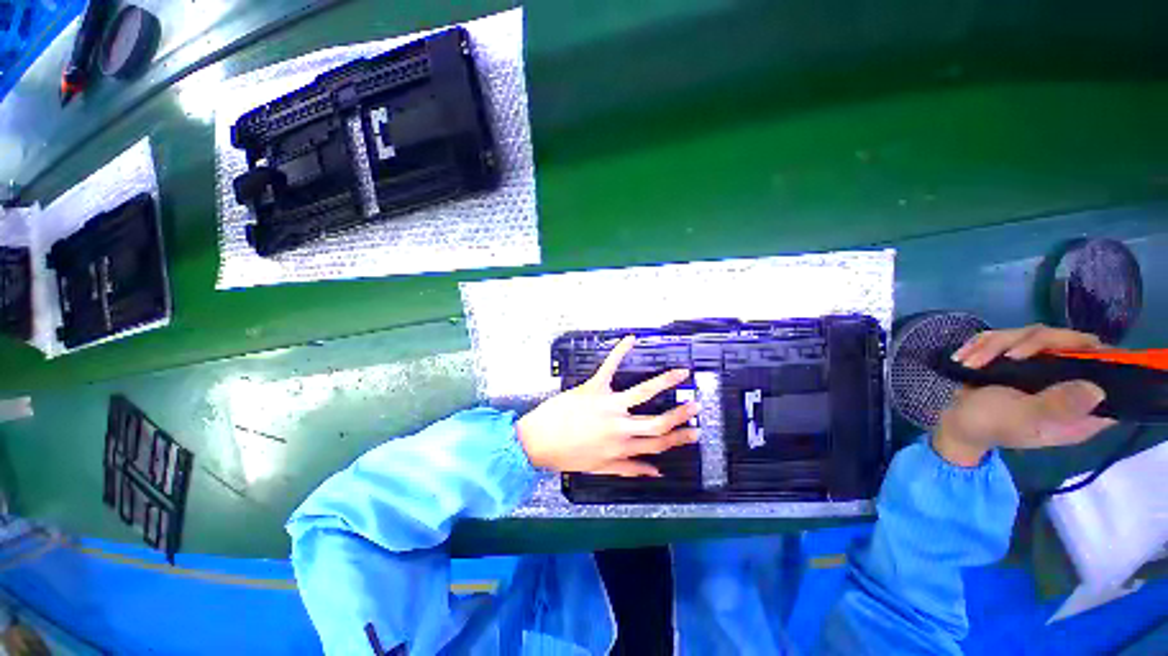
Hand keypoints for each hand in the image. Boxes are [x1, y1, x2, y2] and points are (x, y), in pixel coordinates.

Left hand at [516, 336, 699, 476]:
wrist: (537, 442)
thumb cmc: (568, 455)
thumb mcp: (601, 468)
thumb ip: (630, 469)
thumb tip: (657, 472)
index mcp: (622, 447)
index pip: (658, 444)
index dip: (679, 439)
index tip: (695, 432)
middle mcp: (620, 428)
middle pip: (658, 422)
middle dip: (680, 414)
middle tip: (696, 404)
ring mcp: (608, 406)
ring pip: (643, 393)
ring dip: (664, 382)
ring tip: (682, 373)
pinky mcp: (593, 388)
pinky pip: (609, 366)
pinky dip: (619, 351)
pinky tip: (631, 339)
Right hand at [935, 325, 1115, 466]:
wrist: (956, 424)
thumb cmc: (989, 424)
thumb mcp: (1023, 418)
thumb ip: (1058, 404)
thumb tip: (1097, 389)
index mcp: (1078, 408)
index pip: (1107, 376)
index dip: (1098, 359)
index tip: (1073, 351)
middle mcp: (1067, 385)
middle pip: (1068, 343)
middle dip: (1031, 342)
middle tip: (1007, 355)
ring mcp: (1041, 370)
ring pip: (1034, 335)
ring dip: (997, 344)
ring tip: (971, 361)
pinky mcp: (1019, 361)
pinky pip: (1009, 338)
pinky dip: (983, 344)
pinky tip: (966, 357)